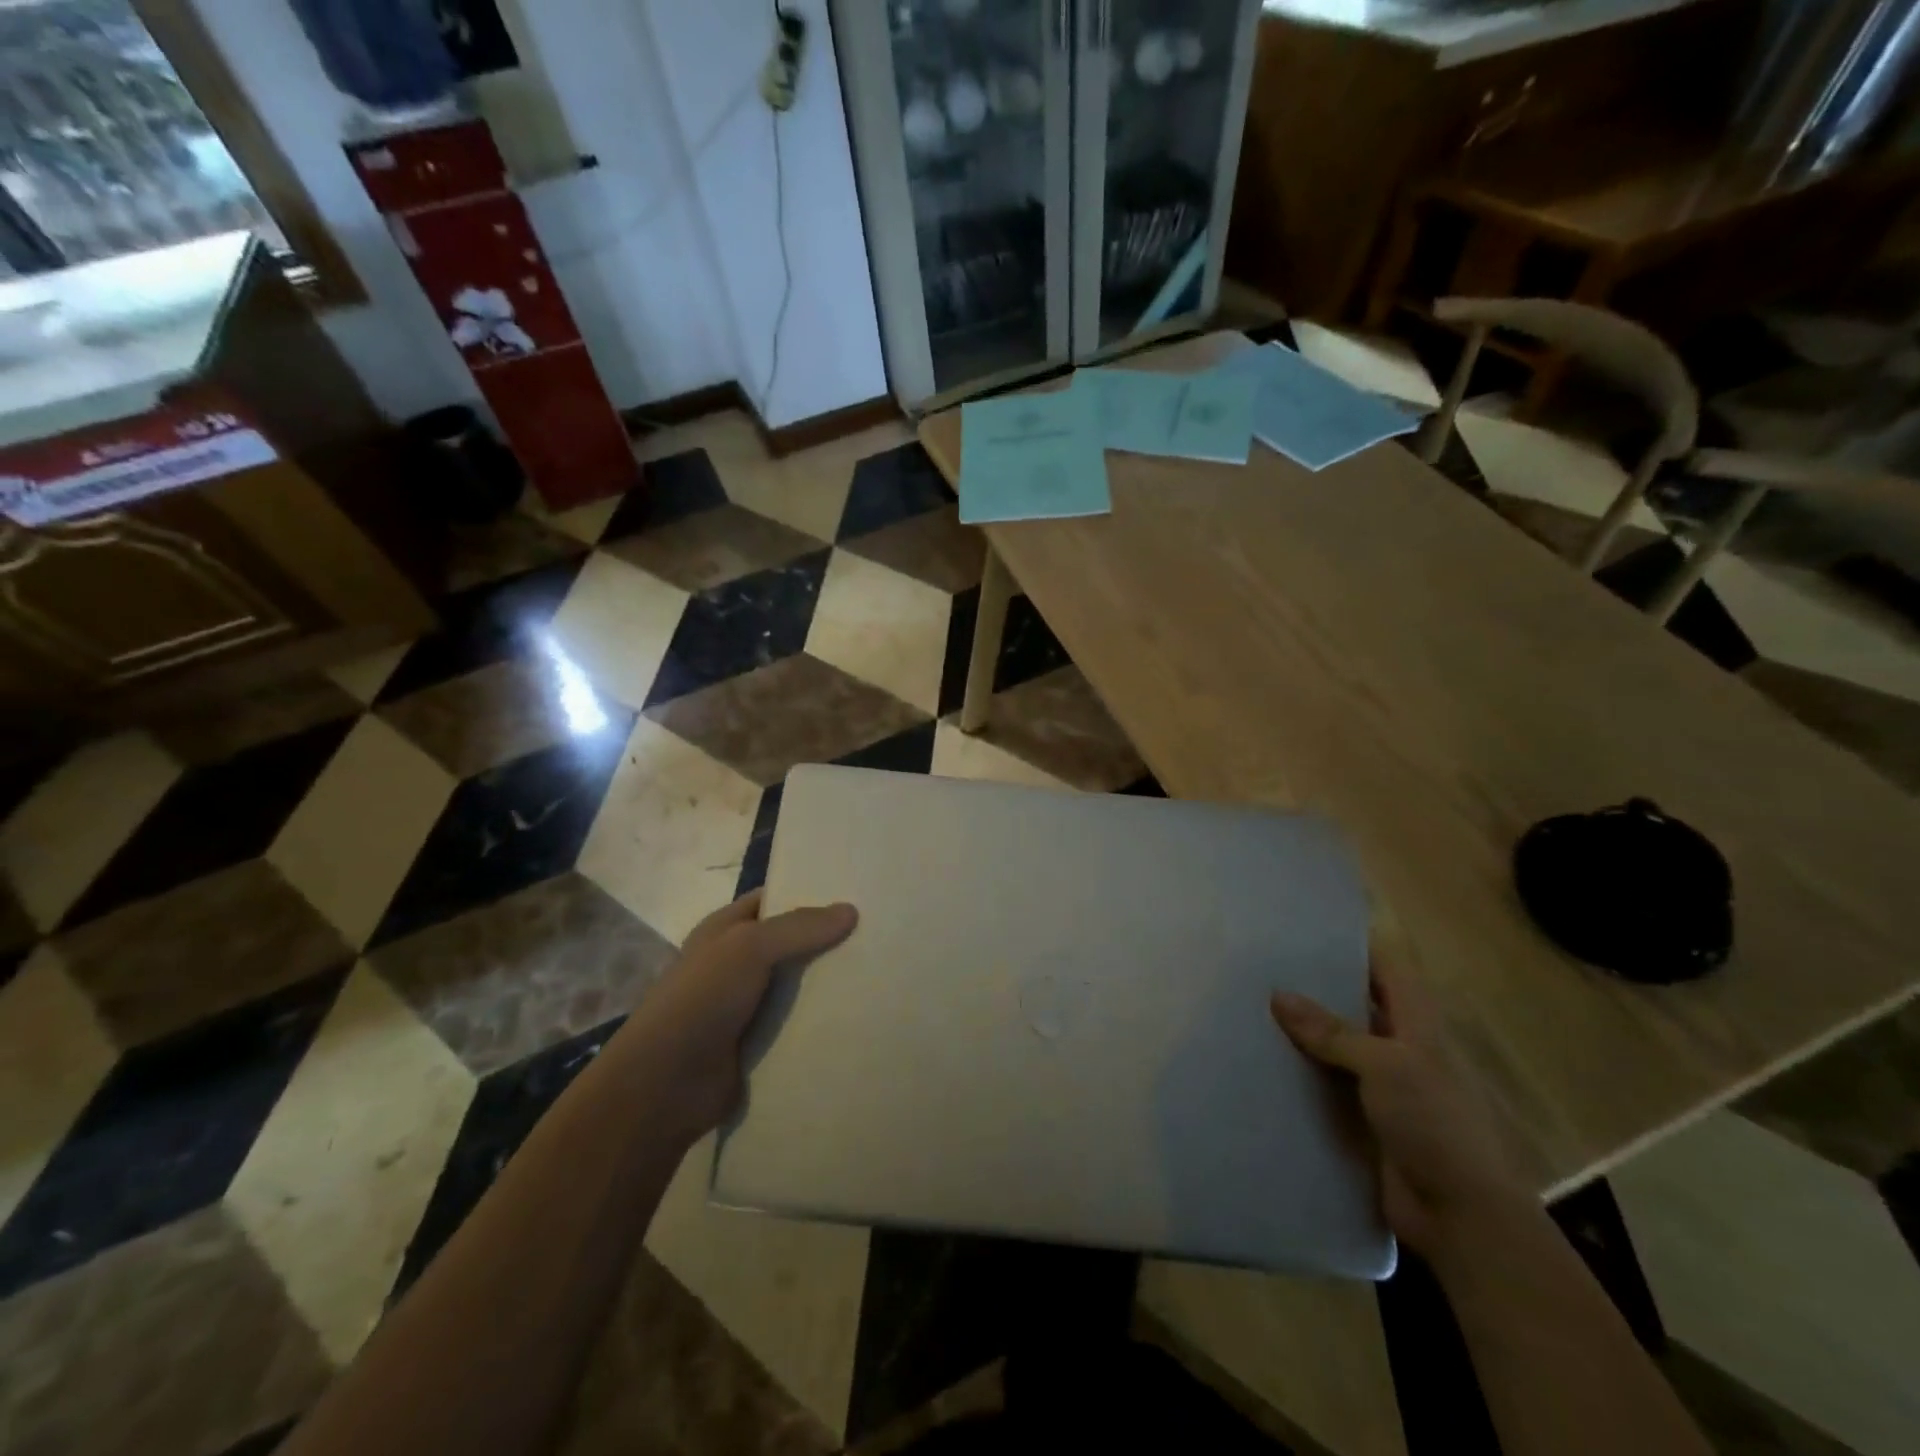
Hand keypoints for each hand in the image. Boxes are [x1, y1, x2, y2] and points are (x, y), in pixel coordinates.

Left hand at [617, 890, 857, 1143]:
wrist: (666, 1085)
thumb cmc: (702, 998)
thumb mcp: (749, 947)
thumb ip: (799, 927)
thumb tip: (850, 910)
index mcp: (725, 930)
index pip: (773, 899)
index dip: (808, 891)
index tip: (854, 890)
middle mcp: (736, 963)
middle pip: (791, 942)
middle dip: (828, 939)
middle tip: (880, 931)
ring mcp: (748, 1005)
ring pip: (799, 984)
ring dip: (830, 982)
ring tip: (881, 971)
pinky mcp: (760, 1043)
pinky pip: (799, 1023)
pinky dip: (823, 1020)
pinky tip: (861, 1013)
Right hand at [1270, 945, 1526, 1258]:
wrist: (1462, 1216)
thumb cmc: (1436, 1125)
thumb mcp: (1387, 1067)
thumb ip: (1333, 1032)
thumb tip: (1278, 995)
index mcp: (1419, 1025)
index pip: (1388, 968)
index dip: (1356, 944)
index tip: (1309, 927)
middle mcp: (1402, 1047)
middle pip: (1358, 1004)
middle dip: (1317, 986)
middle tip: (1264, 964)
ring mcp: (1385, 1086)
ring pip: (1338, 1045)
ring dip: (1304, 1031)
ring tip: (1252, 1006)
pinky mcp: (1365, 1118)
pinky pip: (1327, 1084)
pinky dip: (1301, 1072)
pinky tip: (1263, 1061)